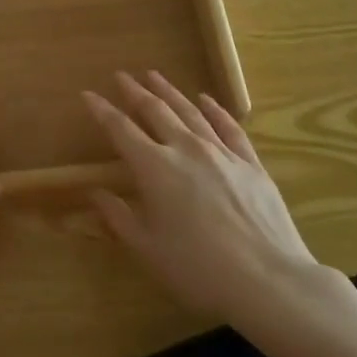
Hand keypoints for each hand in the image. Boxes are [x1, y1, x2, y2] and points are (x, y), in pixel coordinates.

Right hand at [86, 71, 326, 322]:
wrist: (268, 281)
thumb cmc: (198, 270)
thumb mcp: (147, 249)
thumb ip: (118, 216)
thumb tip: (95, 192)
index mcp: (154, 168)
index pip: (120, 129)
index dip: (102, 110)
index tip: (88, 94)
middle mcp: (185, 149)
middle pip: (155, 110)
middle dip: (135, 91)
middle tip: (121, 76)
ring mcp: (221, 153)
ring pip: (189, 111)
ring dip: (169, 91)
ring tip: (154, 75)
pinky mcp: (250, 163)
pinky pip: (229, 127)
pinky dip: (214, 110)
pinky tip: (206, 99)